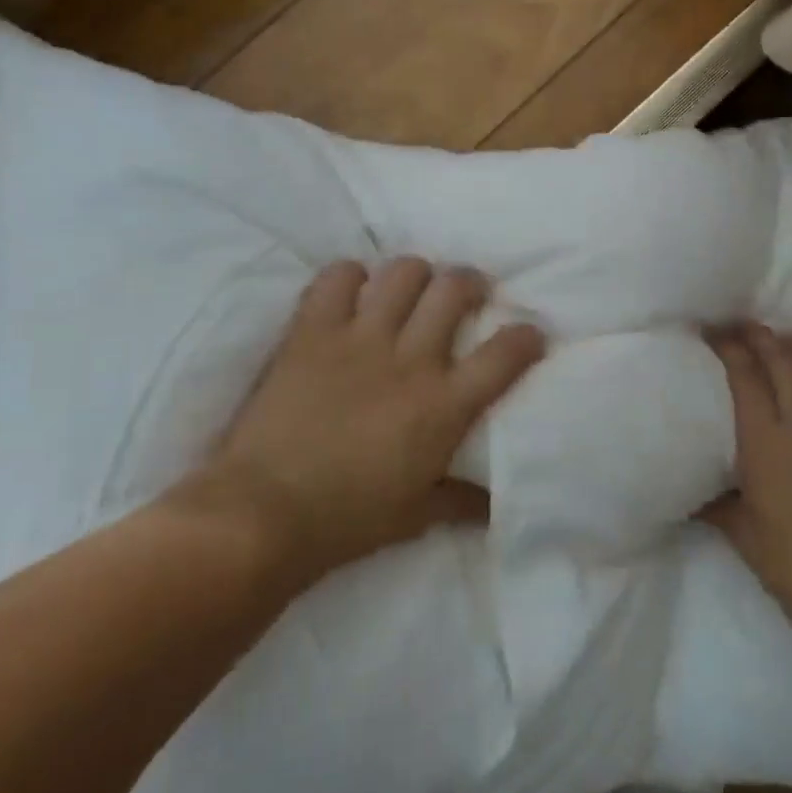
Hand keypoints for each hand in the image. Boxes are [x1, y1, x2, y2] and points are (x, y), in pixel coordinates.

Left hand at [168, 258, 545, 582]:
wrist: (263, 513)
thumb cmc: (346, 520)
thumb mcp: (415, 517)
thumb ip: (461, 502)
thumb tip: (495, 506)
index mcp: (443, 405)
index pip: (505, 354)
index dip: (526, 336)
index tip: (528, 334)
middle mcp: (409, 359)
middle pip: (455, 288)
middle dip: (471, 283)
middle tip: (467, 296)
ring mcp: (359, 338)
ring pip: (404, 272)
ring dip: (416, 275)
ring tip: (412, 290)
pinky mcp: (312, 331)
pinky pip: (337, 277)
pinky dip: (350, 277)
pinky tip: (352, 293)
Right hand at [702, 324, 791, 647]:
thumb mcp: (738, 530)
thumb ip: (712, 497)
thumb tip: (688, 483)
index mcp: (766, 441)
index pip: (744, 373)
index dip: (728, 346)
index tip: (714, 333)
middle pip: (783, 358)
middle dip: (761, 336)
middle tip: (747, 329)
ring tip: (791, 348)